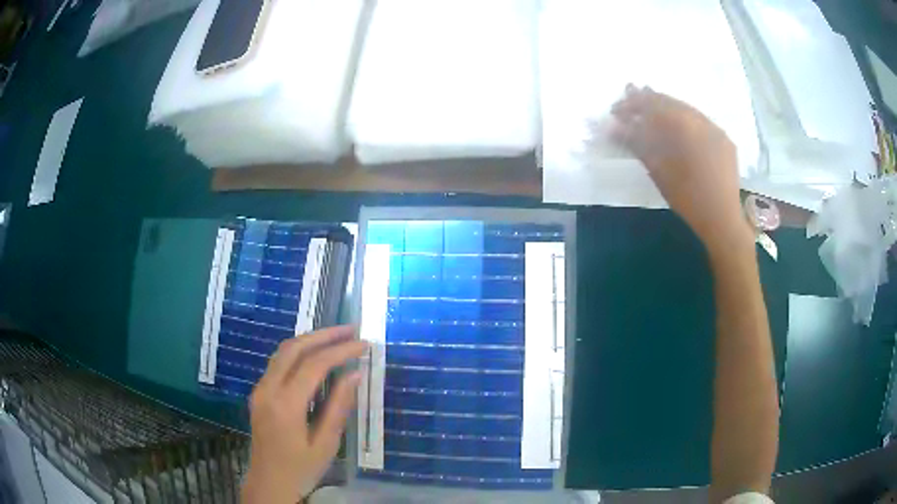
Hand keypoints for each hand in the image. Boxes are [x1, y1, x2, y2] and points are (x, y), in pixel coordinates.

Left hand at [242, 326, 366, 503]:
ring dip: (309, 340)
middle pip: (293, 348)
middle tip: (351, 330)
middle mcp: (267, 389)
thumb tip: (355, 374)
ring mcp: (259, 389)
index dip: (341, 351)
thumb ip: (338, 407)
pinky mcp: (258, 393)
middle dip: (323, 335)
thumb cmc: (301, 469)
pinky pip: (278, 363)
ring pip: (282, 352)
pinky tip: (315, 356)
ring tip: (336, 337)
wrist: (268, 483)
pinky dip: (298, 352)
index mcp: (285, 405)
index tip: (364, 345)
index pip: (314, 365)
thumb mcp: (326, 444)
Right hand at [610, 85, 752, 250]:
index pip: (651, 103)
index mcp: (683, 123)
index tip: (615, 110)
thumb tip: (614, 128)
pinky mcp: (725, 140)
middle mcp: (701, 118)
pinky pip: (701, 123)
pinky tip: (679, 131)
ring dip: (667, 110)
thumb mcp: (658, 170)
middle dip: (648, 102)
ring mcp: (715, 128)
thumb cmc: (687, 197)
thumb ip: (637, 143)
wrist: (722, 218)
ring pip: (686, 110)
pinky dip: (685, 122)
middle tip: (630, 106)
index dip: (631, 103)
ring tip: (651, 116)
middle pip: (669, 102)